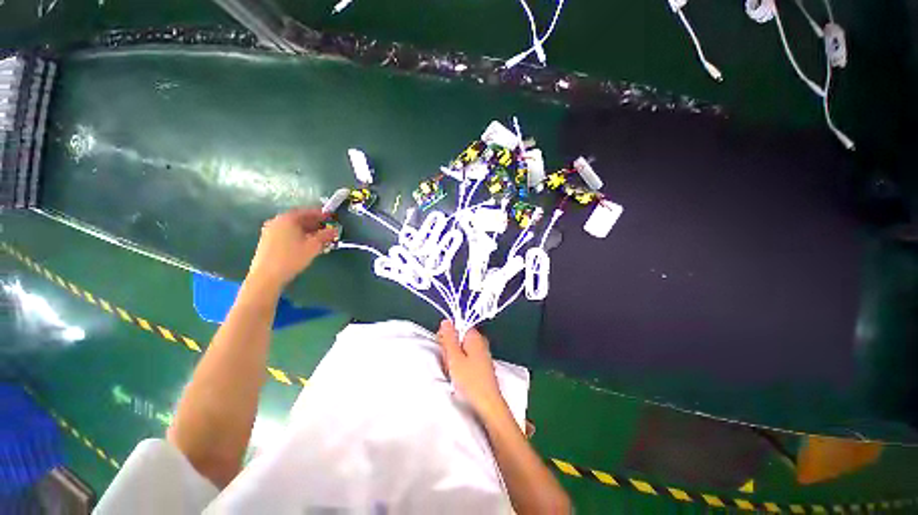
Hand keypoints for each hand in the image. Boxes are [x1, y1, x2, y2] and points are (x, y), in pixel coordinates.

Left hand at [248, 208, 338, 290]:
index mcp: (288, 218)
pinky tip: (306, 243)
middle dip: (315, 223)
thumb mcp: (313, 246)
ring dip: (307, 230)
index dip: (321, 214)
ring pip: (293, 226)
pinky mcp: (268, 240)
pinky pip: (287, 232)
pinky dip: (298, 235)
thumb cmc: (292, 258)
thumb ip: (325, 236)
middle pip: (299, 218)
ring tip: (319, 238)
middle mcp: (277, 221)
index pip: (307, 211)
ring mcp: (271, 230)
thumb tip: (335, 230)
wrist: (267, 275)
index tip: (331, 217)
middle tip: (327, 228)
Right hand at [437, 320, 507, 418]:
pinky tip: (459, 376)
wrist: (488, 405)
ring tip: (452, 370)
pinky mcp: (482, 366)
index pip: (458, 326)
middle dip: (450, 347)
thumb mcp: (454, 357)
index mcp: (475, 337)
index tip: (441, 346)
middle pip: (460, 338)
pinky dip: (461, 364)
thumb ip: (449, 338)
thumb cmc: (470, 381)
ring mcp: (483, 354)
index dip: (447, 334)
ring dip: (454, 357)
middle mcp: (481, 342)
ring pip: (462, 349)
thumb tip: (446, 321)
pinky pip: (467, 358)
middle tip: (447, 361)